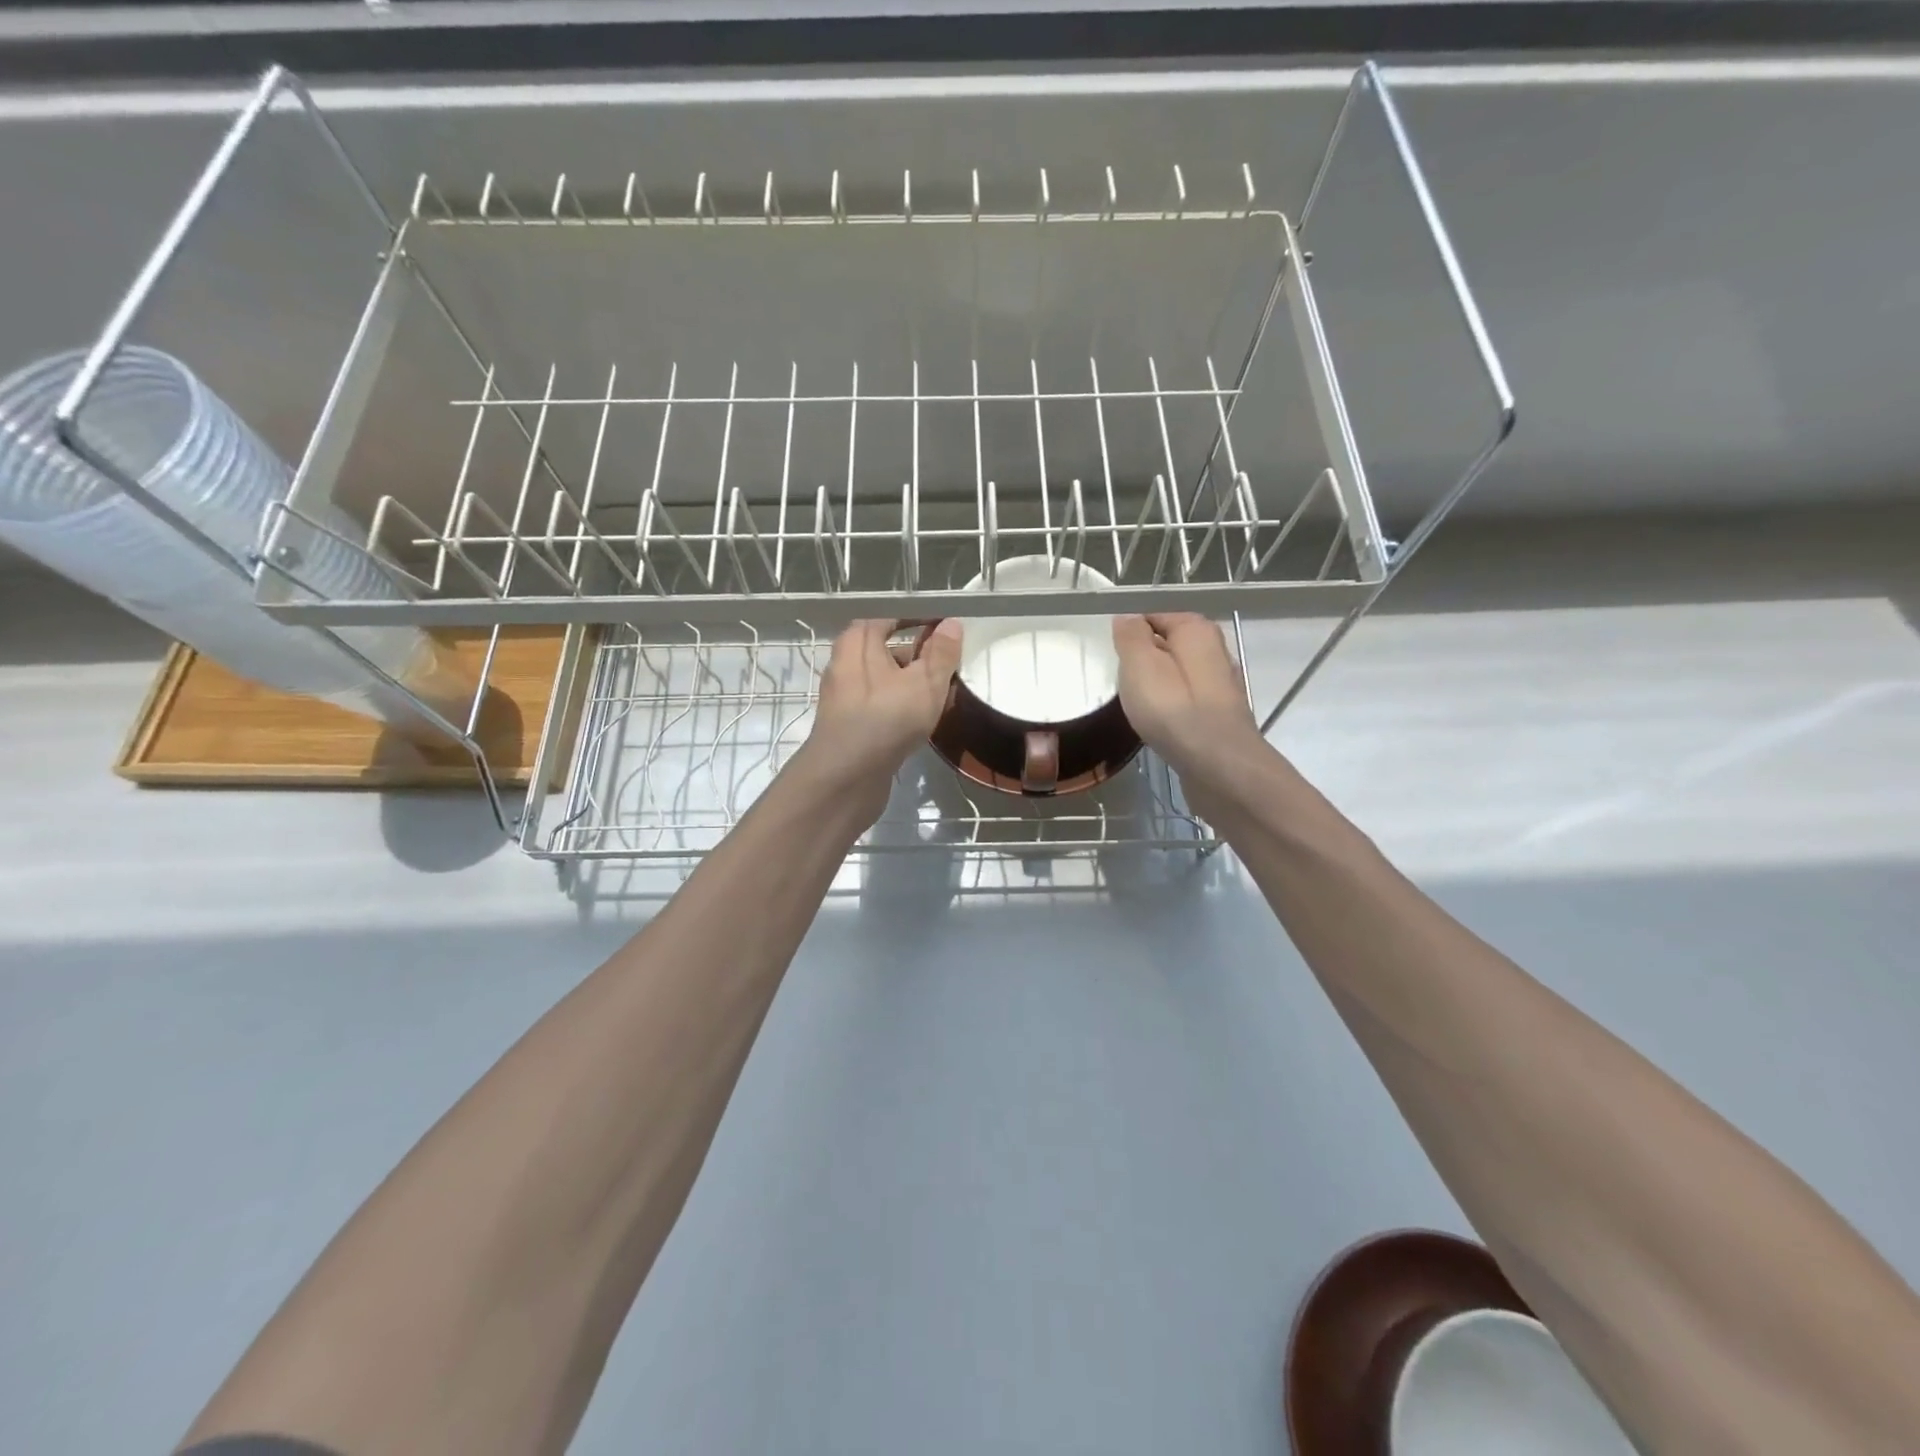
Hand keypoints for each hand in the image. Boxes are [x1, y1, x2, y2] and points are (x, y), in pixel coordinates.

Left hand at [796, 618, 963, 821]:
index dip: (916, 619)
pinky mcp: (849, 726)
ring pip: (884, 681)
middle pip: (885, 650)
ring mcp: (845, 698)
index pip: (888, 617)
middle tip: (948, 663)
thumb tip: (950, 624)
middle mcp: (845, 665)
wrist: (846, 778)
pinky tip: (922, 720)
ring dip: (911, 683)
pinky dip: (901, 706)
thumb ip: (941, 653)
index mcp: (858, 643)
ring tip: (942, 693)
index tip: (944, 627)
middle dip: (917, 654)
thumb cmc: (886, 719)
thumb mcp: (925, 682)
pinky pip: (880, 705)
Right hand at [1112, 613, 1264, 811]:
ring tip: (1133, 703)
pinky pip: (1184, 700)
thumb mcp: (1141, 665)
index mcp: (1196, 630)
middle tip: (1117, 679)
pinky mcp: (1218, 716)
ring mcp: (1219, 686)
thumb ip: (1131, 637)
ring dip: (1155, 686)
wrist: (1220, 767)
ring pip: (1176, 675)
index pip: (1154, 616)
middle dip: (1143, 659)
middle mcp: (1214, 651)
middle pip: (1167, 646)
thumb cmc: (1174, 711)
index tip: (1110, 655)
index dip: (1129, 633)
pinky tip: (1155, 723)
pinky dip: (1168, 707)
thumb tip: (1127, 619)